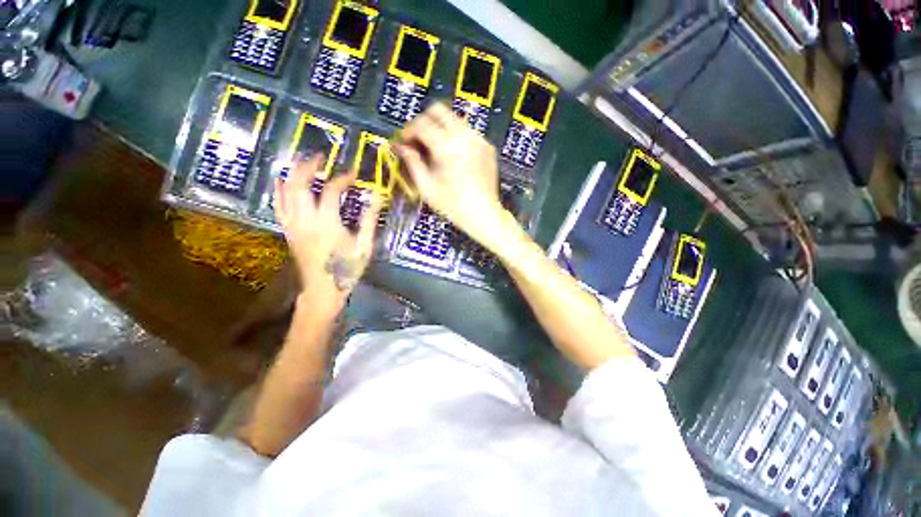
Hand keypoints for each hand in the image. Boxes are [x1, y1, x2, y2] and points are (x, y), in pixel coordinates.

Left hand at [274, 154, 380, 309]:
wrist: (322, 290)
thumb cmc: (347, 269)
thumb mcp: (364, 246)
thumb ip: (369, 220)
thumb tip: (376, 198)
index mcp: (327, 224)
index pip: (331, 191)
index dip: (342, 178)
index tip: (352, 173)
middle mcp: (305, 220)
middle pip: (299, 184)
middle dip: (308, 166)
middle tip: (320, 156)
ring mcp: (292, 225)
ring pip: (285, 191)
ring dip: (292, 172)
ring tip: (303, 162)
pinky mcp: (287, 230)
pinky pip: (278, 205)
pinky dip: (279, 189)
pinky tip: (282, 180)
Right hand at [393, 103, 505, 245]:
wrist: (483, 214)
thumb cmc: (453, 206)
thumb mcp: (427, 187)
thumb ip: (412, 163)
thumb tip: (402, 147)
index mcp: (447, 147)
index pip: (421, 124)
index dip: (408, 130)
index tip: (404, 142)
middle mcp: (465, 137)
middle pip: (439, 110)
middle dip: (424, 121)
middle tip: (418, 140)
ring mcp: (479, 140)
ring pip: (454, 119)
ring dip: (441, 128)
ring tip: (435, 150)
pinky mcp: (487, 147)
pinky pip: (468, 132)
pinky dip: (456, 137)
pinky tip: (454, 157)